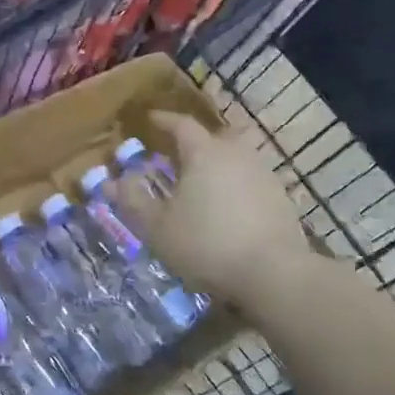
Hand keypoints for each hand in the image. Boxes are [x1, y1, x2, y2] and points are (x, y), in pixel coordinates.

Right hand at [115, 111, 320, 299]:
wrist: (275, 275)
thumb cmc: (207, 244)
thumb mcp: (158, 228)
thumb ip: (133, 202)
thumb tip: (113, 182)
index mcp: (204, 153)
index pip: (181, 124)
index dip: (164, 120)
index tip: (151, 119)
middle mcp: (236, 154)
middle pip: (213, 138)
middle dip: (193, 143)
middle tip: (176, 155)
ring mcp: (264, 175)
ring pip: (234, 159)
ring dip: (216, 166)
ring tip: (201, 184)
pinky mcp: (281, 199)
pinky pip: (250, 181)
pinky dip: (235, 187)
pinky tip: (228, 209)